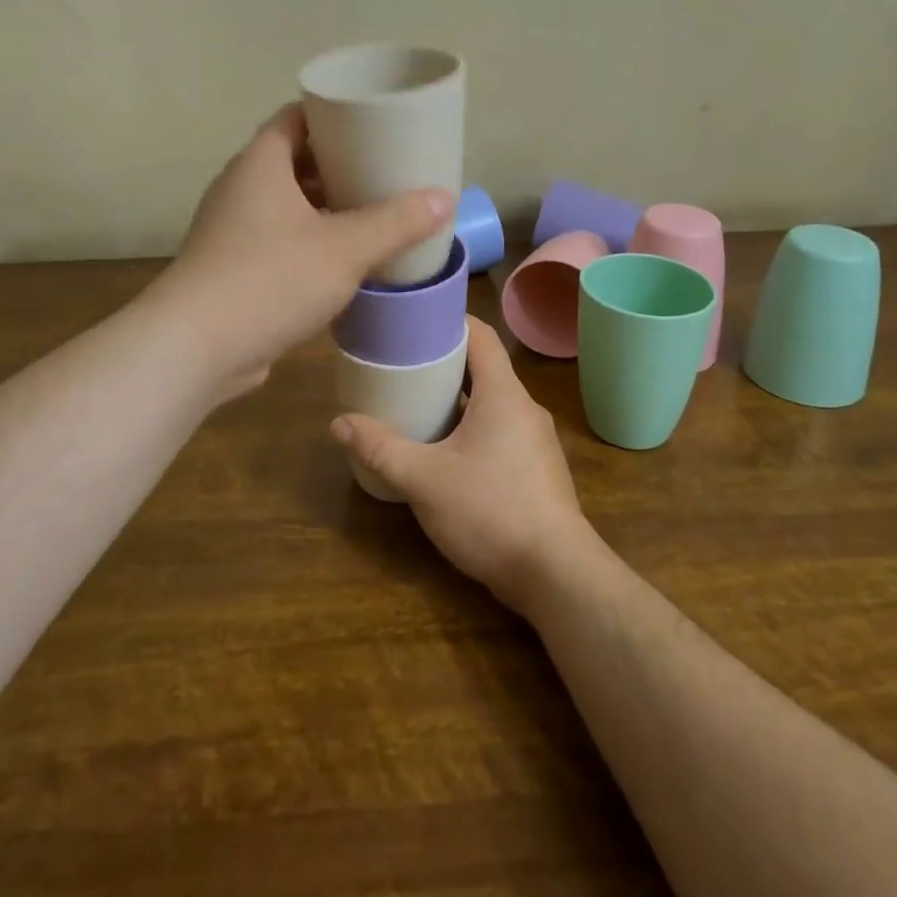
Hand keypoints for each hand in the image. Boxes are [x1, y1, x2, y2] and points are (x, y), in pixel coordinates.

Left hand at [157, 103, 452, 396]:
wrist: (195, 348)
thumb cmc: (270, 280)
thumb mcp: (344, 248)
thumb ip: (396, 223)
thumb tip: (444, 198)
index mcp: (260, 164)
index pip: (296, 118)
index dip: (333, 116)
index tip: (374, 124)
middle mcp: (240, 189)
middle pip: (294, 162)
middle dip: (338, 166)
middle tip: (385, 172)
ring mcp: (232, 231)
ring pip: (286, 206)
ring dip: (325, 209)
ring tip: (373, 215)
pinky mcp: (232, 269)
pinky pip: (278, 241)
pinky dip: (310, 243)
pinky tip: (343, 262)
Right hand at [331, 316, 597, 611]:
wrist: (557, 576)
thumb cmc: (491, 511)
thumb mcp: (424, 479)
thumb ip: (380, 449)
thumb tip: (338, 423)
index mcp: (503, 394)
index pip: (481, 335)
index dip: (449, 320)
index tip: (415, 320)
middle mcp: (524, 409)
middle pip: (483, 368)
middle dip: (444, 363)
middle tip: (402, 364)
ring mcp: (535, 442)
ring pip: (491, 404)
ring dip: (457, 400)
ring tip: (416, 405)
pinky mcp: (536, 471)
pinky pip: (500, 433)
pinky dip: (471, 429)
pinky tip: (444, 452)